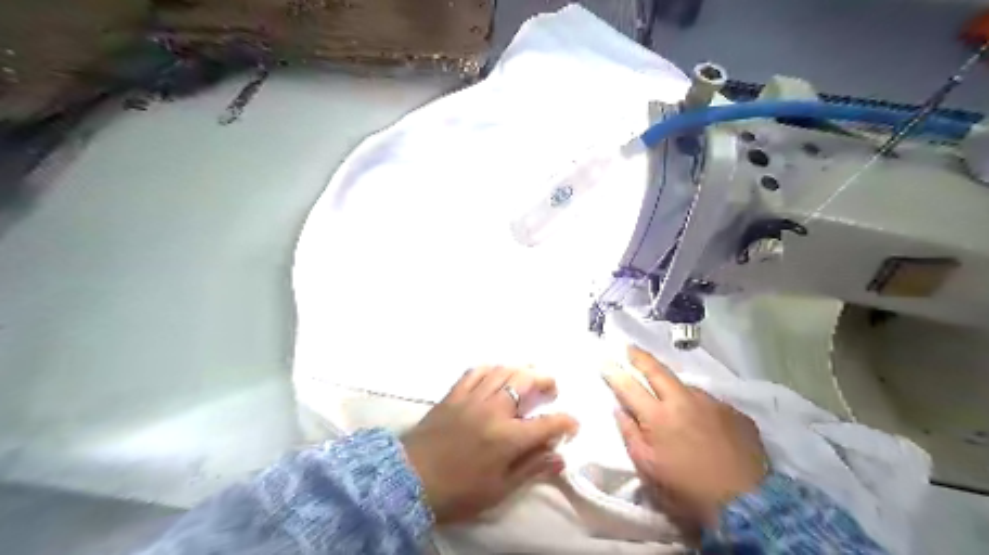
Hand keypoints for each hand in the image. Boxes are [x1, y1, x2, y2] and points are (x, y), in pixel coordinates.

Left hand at [401, 366, 580, 522]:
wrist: (410, 479)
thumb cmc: (458, 491)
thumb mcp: (499, 489)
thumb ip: (531, 469)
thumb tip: (559, 457)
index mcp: (508, 437)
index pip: (547, 423)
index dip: (565, 422)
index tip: (572, 424)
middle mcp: (494, 410)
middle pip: (526, 382)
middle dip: (545, 380)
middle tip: (551, 388)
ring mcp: (472, 397)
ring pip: (503, 371)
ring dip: (521, 370)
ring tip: (528, 376)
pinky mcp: (454, 393)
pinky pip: (476, 371)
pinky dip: (492, 368)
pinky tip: (497, 373)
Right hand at [608, 348, 768, 532]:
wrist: (748, 503)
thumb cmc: (688, 490)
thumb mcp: (649, 469)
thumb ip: (630, 435)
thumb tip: (620, 410)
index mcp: (658, 416)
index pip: (629, 387)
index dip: (615, 372)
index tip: (605, 361)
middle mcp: (684, 401)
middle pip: (657, 371)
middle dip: (640, 357)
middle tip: (630, 348)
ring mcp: (711, 403)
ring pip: (685, 385)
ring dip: (672, 385)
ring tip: (669, 394)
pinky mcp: (734, 412)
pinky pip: (708, 401)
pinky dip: (697, 405)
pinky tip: (701, 419)